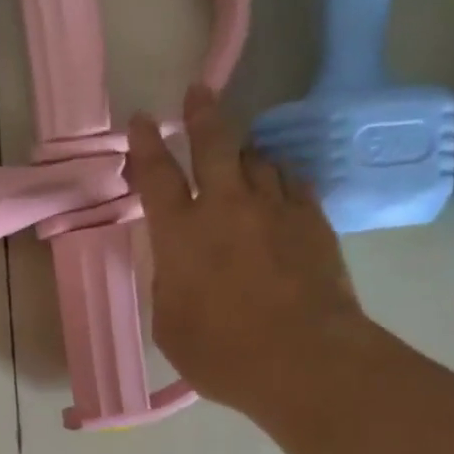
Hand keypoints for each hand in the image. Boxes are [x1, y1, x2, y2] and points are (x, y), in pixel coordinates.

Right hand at [125, 84, 369, 422]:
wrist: (304, 360)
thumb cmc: (224, 357)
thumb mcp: (171, 329)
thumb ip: (168, 286)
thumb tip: (177, 264)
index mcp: (181, 236)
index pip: (157, 176)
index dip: (145, 146)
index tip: (141, 120)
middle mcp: (226, 207)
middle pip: (213, 144)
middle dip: (202, 114)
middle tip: (199, 93)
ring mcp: (274, 208)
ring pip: (257, 158)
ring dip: (243, 153)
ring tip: (240, 156)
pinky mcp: (312, 219)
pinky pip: (292, 181)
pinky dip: (278, 178)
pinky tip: (277, 187)